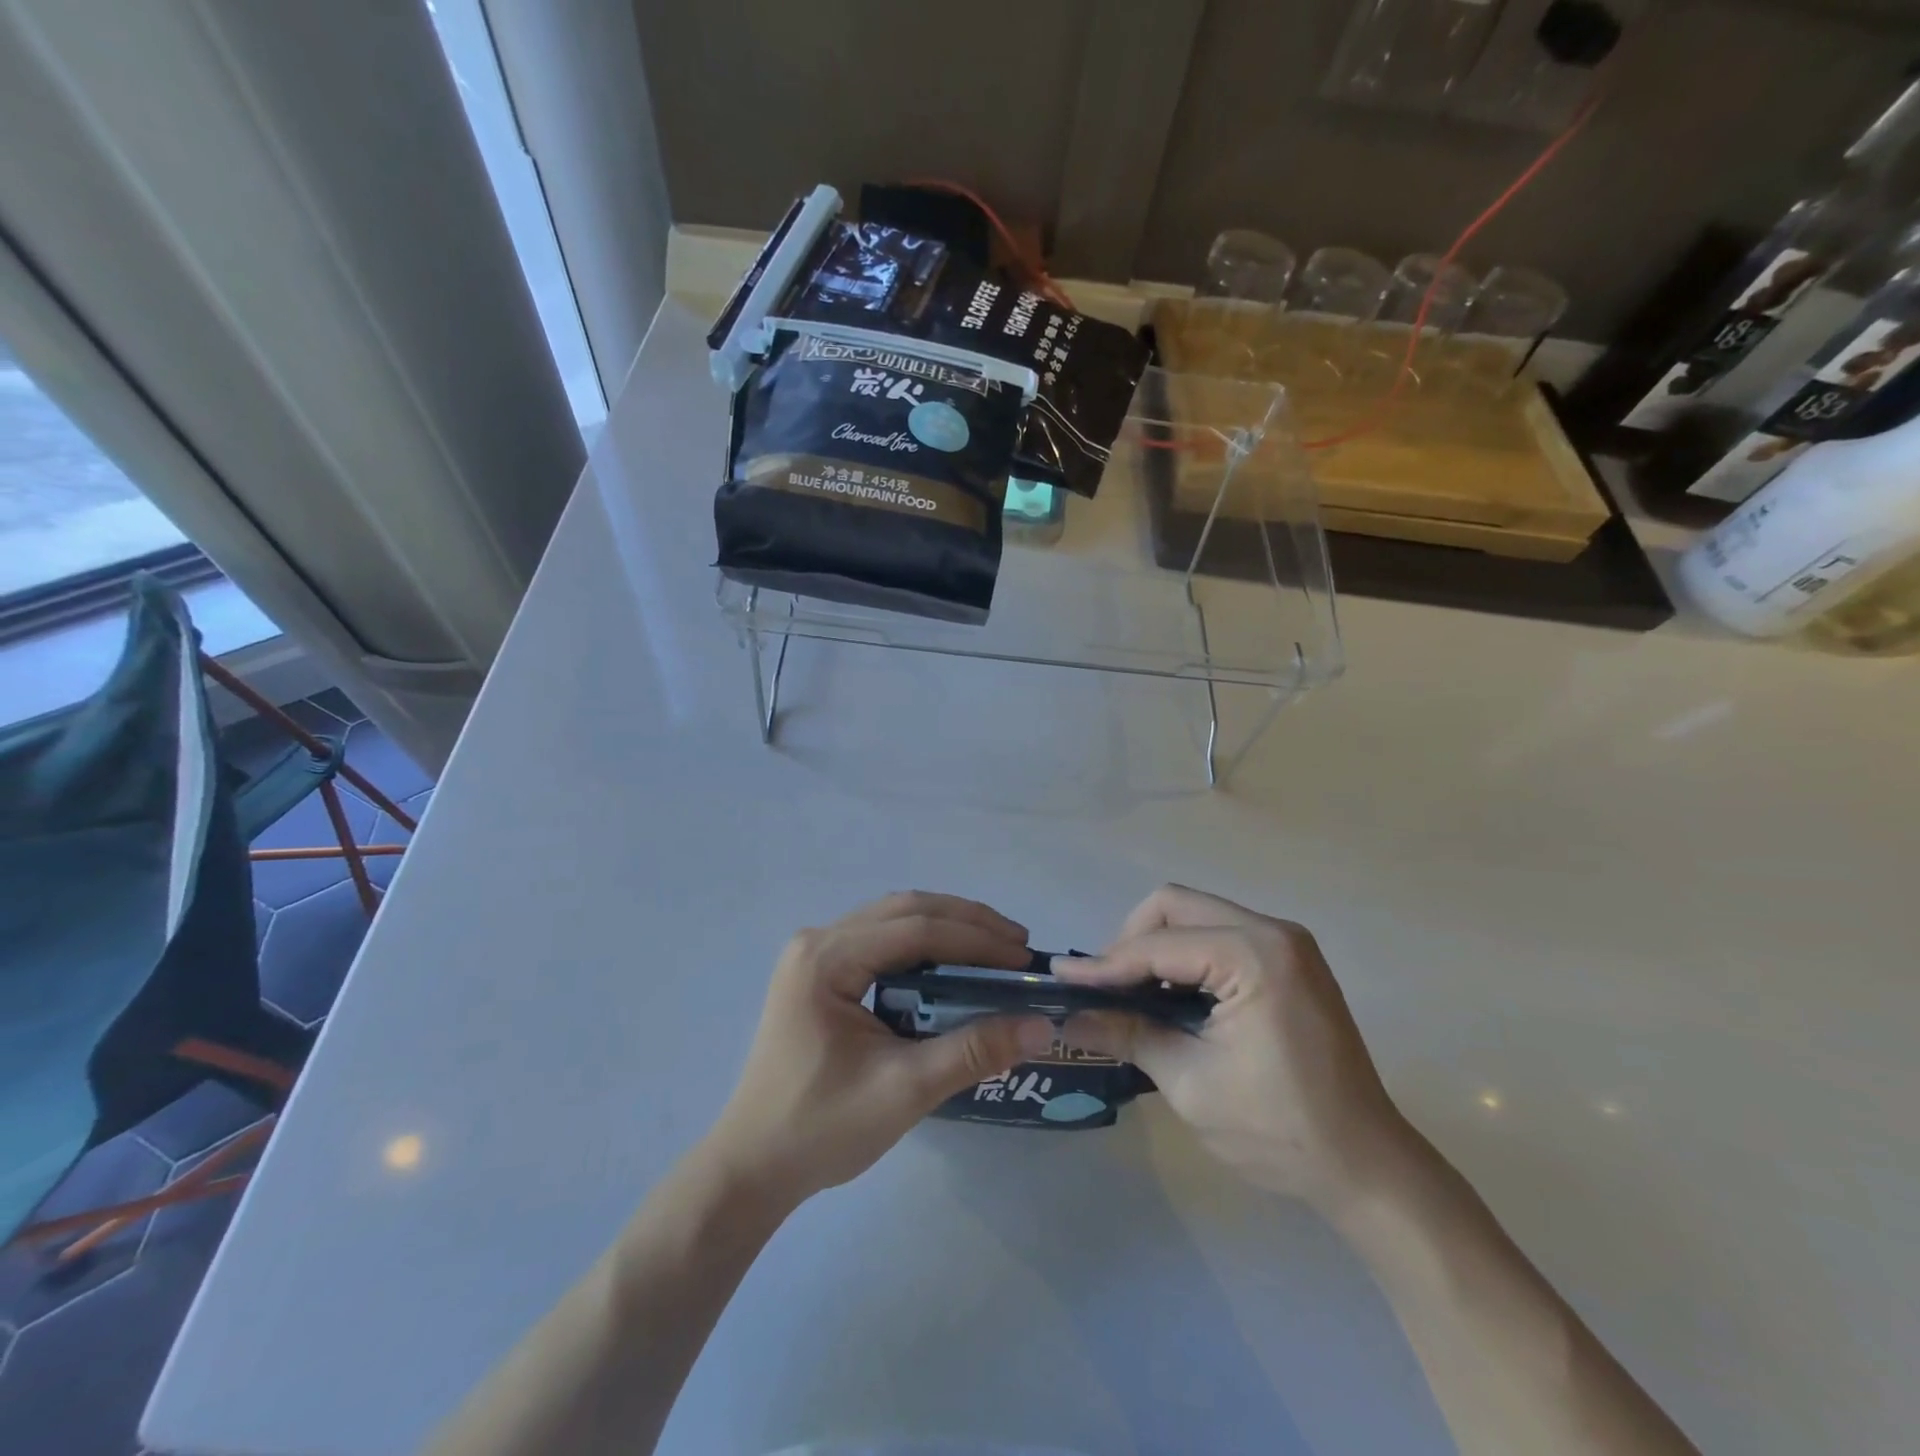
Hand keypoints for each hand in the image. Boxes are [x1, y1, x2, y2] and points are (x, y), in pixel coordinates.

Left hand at [706, 893, 1055, 1208]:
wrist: (752, 1166)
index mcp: (827, 958)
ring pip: (894, 919)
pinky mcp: (819, 971)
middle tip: (1018, 946)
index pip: (916, 929)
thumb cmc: (821, 1128)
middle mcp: (818, 940)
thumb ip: (974, 1051)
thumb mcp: (905, 1090)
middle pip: (905, 910)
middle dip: (967, 922)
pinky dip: (923, 944)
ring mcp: (815, 953)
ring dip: (947, 927)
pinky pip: (881, 939)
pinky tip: (952, 964)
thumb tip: (1041, 1025)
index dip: (976, 939)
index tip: (1025, 959)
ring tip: (996, 948)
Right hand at [1057, 885, 1408, 1211]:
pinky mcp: (1289, 960)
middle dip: (1131, 940)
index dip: (1106, 964)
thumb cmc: (1279, 1130)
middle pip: (1176, 906)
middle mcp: (1273, 931)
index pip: (1159, 945)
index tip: (1061, 978)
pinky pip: (1219, 935)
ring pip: (1196, 915)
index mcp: (1254, 955)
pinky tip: (1169, 995)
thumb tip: (1070, 1015)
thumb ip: (1128, 1034)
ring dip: (1157, 946)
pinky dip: (1185, 956)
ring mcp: (1286, 943)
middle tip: (1105, 986)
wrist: (1367, 1167)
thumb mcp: (1190, 1083)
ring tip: (1129, 992)